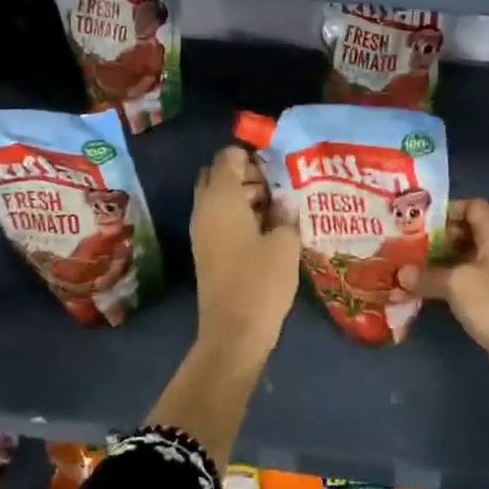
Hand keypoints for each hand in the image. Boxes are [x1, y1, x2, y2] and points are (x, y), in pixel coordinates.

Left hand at [191, 146, 300, 359]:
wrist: (234, 333)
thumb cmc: (261, 281)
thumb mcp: (285, 242)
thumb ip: (286, 213)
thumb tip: (286, 200)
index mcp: (221, 198)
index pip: (227, 156)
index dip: (252, 155)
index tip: (278, 166)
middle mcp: (204, 208)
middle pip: (218, 175)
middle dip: (245, 173)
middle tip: (277, 185)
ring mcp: (202, 231)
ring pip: (217, 197)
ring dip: (243, 194)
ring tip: (278, 206)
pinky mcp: (206, 250)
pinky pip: (219, 217)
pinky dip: (238, 213)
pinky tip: (267, 227)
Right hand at [401, 199, 488, 391]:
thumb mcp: (456, 284)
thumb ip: (427, 275)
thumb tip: (401, 273)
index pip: (472, 205)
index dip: (446, 211)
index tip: (419, 222)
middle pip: (468, 230)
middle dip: (439, 238)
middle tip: (409, 245)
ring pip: (469, 256)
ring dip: (443, 261)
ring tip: (413, 266)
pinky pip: (473, 278)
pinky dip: (453, 280)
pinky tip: (430, 289)